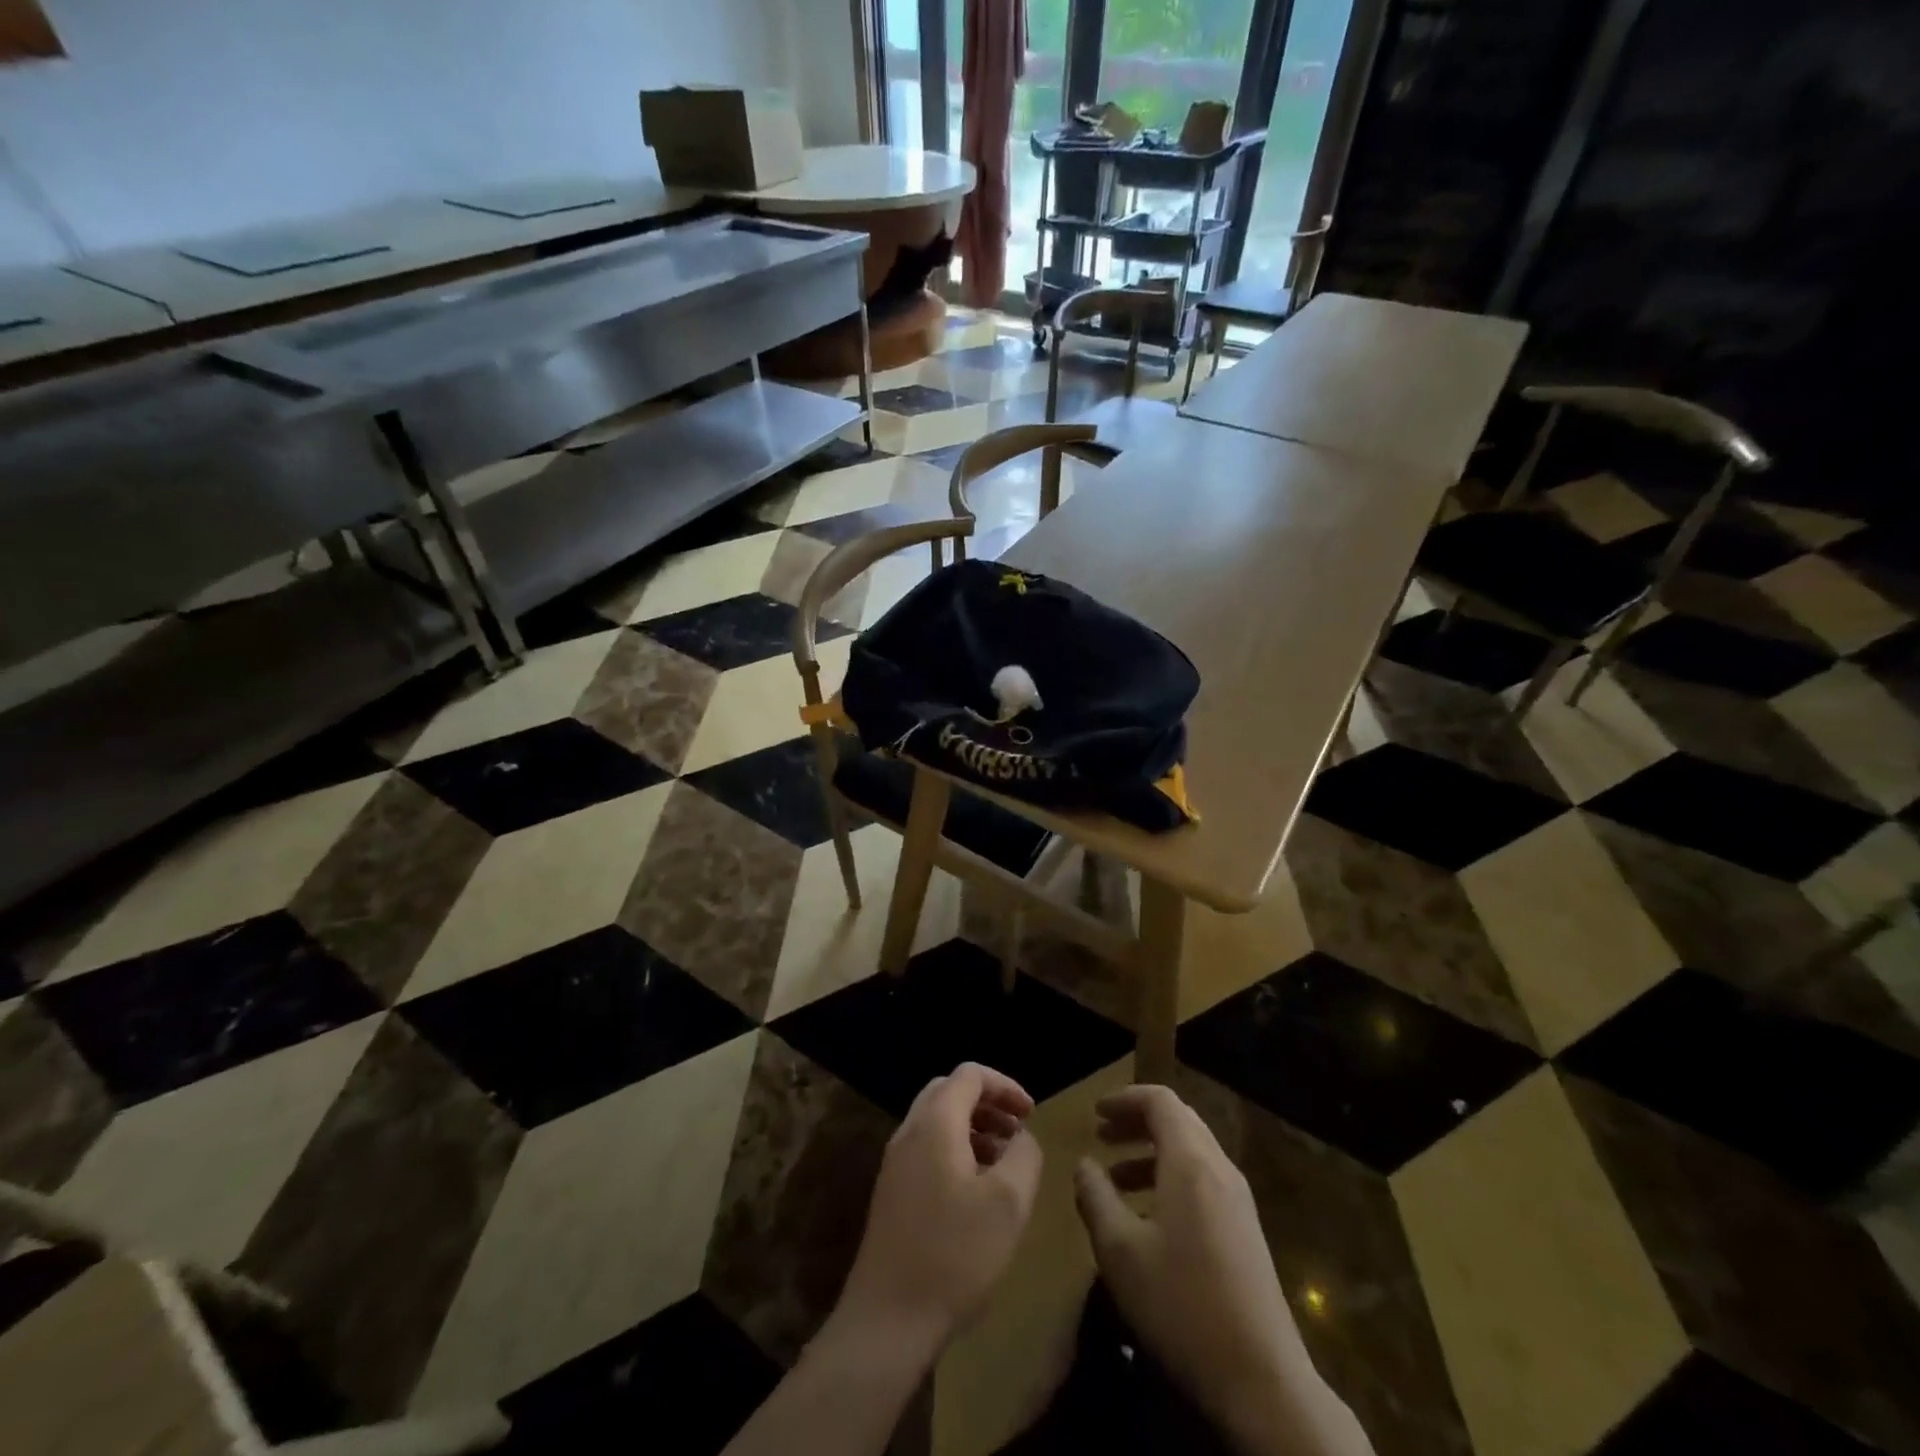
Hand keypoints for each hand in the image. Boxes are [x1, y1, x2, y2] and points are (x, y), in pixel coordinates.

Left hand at [836, 1063, 1043, 1359]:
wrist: (887, 1320)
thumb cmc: (954, 1254)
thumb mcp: (1008, 1203)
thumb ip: (1024, 1156)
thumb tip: (1021, 1137)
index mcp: (935, 1123)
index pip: (970, 1074)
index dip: (1005, 1085)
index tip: (1031, 1114)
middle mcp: (909, 1131)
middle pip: (949, 1091)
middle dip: (988, 1103)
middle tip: (1018, 1130)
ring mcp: (895, 1162)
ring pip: (937, 1121)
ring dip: (973, 1128)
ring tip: (1004, 1161)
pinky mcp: (892, 1192)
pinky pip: (927, 1149)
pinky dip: (956, 1150)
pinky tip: (977, 1191)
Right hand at [1073, 1085, 1372, 1455]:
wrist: (1263, 1382)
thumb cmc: (1182, 1305)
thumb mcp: (1120, 1251)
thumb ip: (1095, 1198)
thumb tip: (1084, 1165)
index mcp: (1191, 1162)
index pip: (1160, 1101)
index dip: (1125, 1098)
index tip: (1095, 1113)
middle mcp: (1219, 1169)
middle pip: (1178, 1121)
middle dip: (1137, 1122)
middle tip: (1102, 1136)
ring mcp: (1238, 1202)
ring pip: (1191, 1153)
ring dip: (1152, 1153)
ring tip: (1115, 1180)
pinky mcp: (1245, 1232)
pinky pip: (1203, 1182)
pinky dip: (1170, 1179)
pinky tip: (1148, 1219)